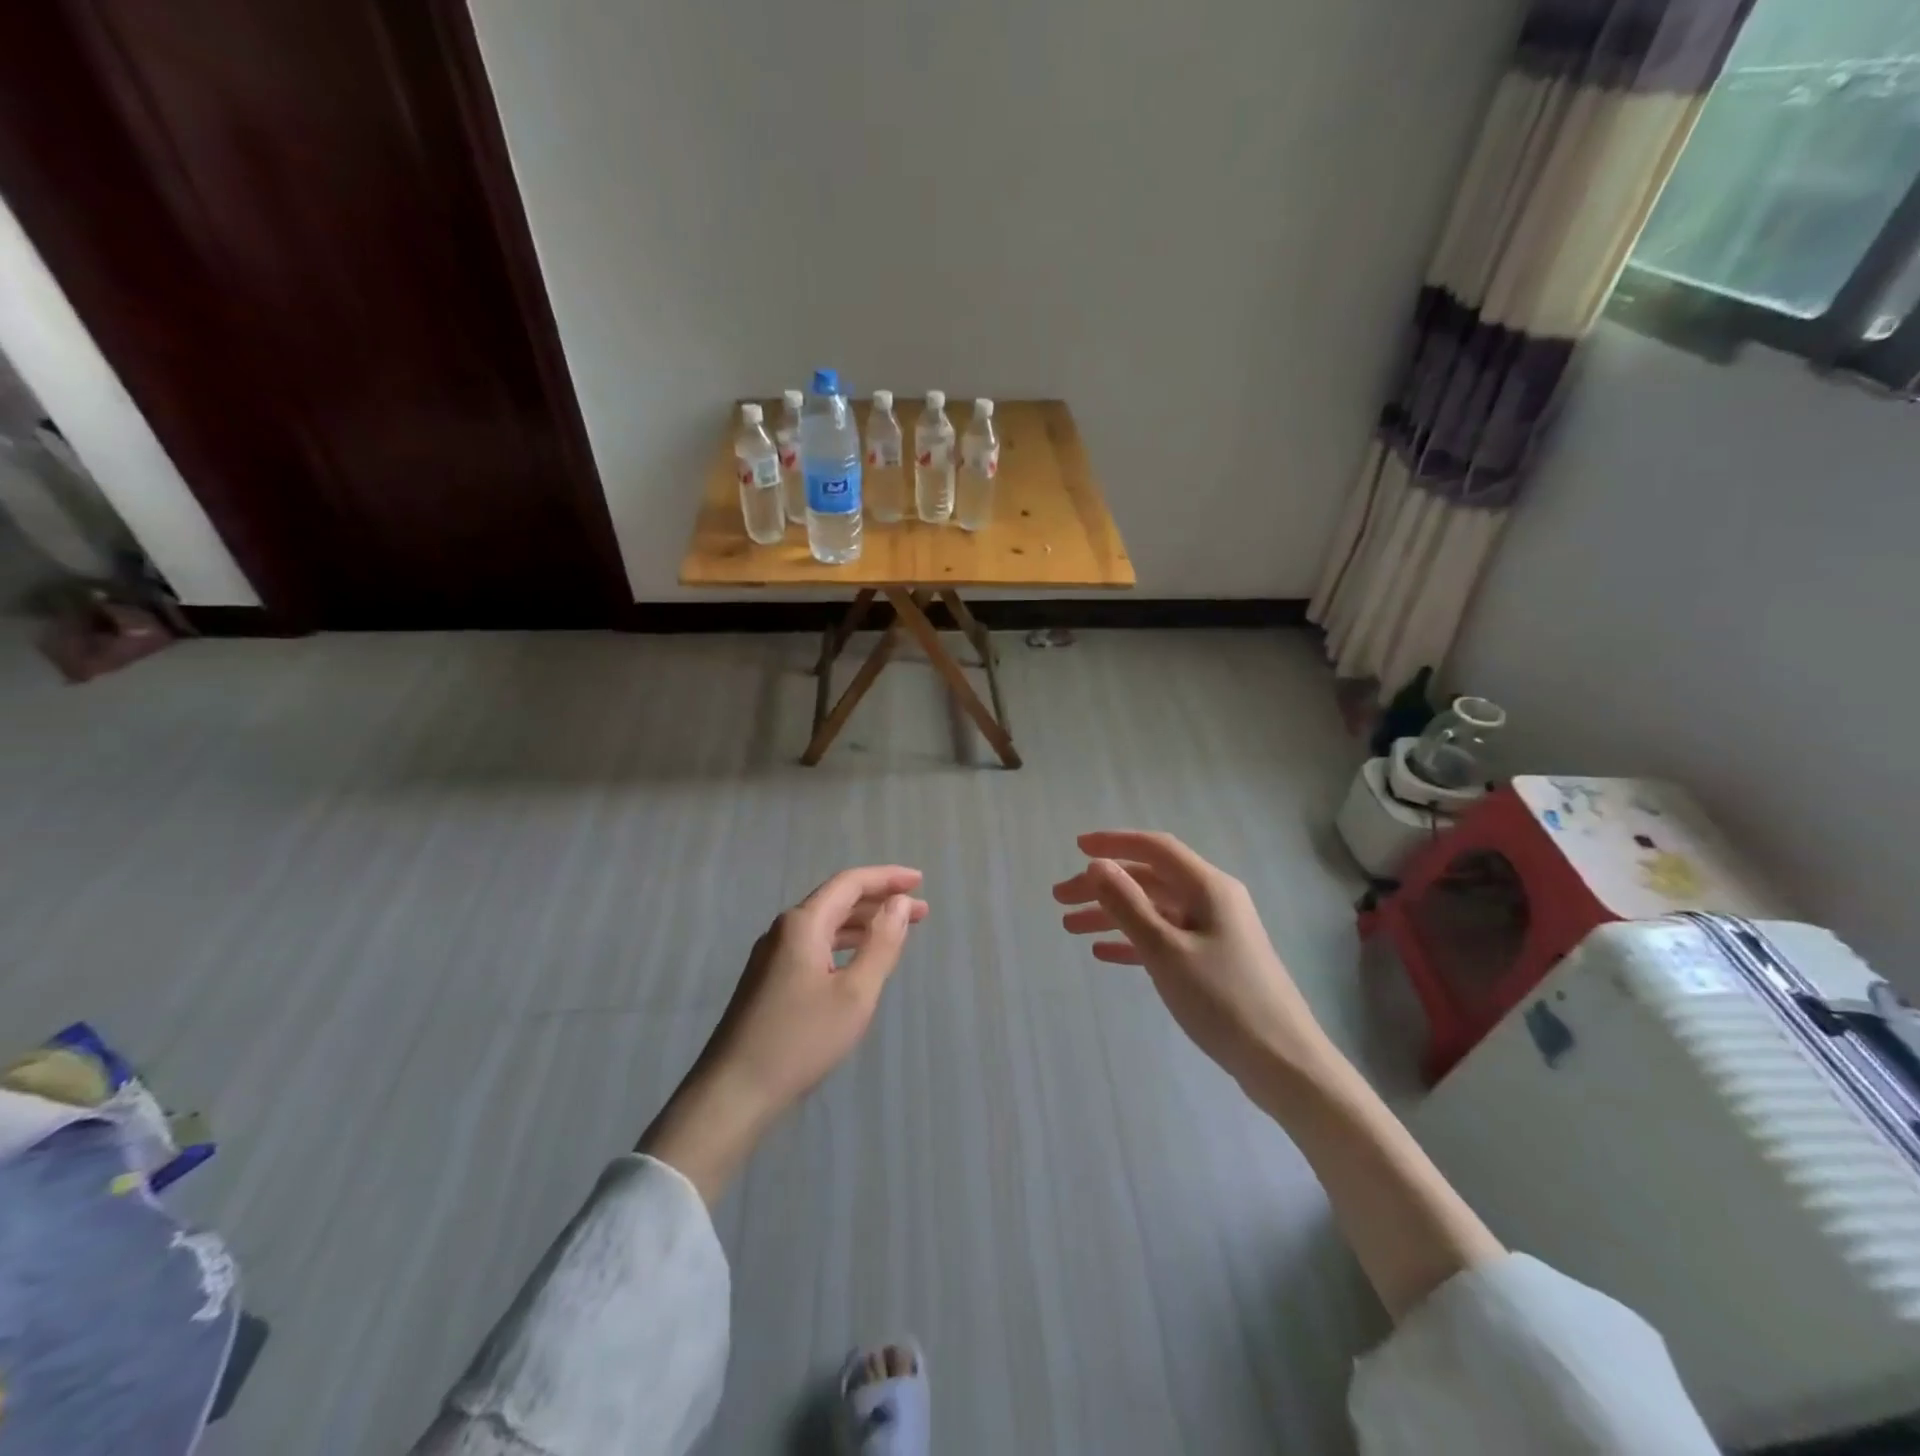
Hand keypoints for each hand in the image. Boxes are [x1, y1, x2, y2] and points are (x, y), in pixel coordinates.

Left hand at [640, 866, 927, 1201]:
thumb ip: (881, 943)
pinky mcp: (768, 979)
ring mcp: (772, 955)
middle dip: (880, 901)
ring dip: (863, 923)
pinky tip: (859, 960)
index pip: (850, 883)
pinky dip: (844, 943)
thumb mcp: (854, 993)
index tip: (920, 881)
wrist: (734, 1092)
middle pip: (837, 900)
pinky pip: (814, 945)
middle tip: (920, 911)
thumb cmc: (801, 1040)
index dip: (887, 878)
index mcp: (803, 924)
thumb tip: (900, 903)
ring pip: (825, 924)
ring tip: (898, 932)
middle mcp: (784, 930)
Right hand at [1053, 831, 1333, 1091]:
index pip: (1155, 849)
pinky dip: (1133, 941)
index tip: (1076, 847)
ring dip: (1112, 915)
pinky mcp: (1213, 961)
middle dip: (1103, 885)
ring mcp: (1214, 932)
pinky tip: (1103, 953)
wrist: (1283, 1062)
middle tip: (1059, 898)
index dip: (1114, 843)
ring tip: (1069, 927)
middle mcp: (1212, 900)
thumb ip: (1128, 905)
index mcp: (1208, 887)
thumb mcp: (1166, 950)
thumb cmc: (1223, 1000)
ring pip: (1153, 910)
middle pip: (1149, 880)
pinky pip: (1164, 938)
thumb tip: (1097, 865)